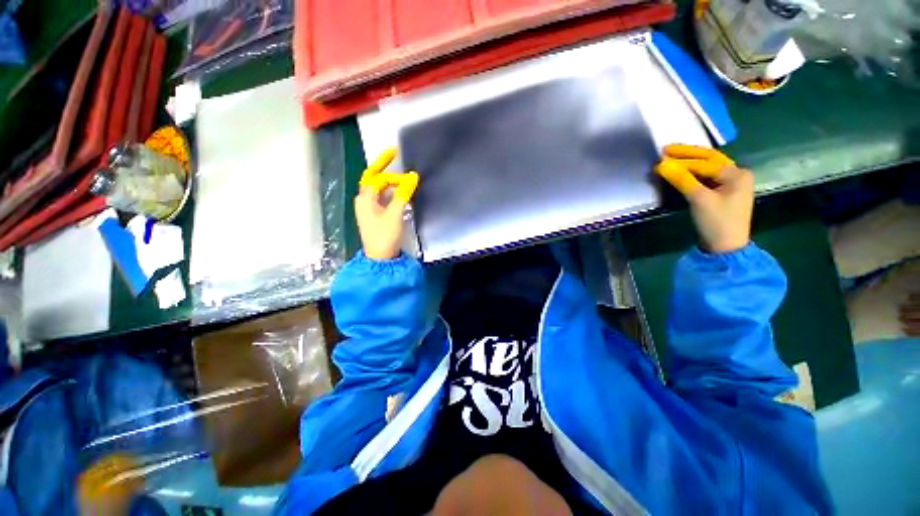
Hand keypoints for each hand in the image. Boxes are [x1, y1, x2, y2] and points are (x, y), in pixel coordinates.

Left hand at [356, 148, 419, 259]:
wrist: (380, 257)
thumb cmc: (385, 235)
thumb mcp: (395, 214)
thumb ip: (403, 194)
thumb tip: (412, 177)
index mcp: (365, 198)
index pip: (379, 178)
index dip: (392, 173)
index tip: (407, 171)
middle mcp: (364, 200)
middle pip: (373, 178)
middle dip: (383, 165)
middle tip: (394, 153)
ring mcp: (368, 208)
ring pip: (378, 188)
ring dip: (388, 180)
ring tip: (400, 173)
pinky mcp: (375, 214)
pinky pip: (382, 197)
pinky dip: (390, 192)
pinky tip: (399, 192)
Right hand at [655, 144, 753, 253]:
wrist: (725, 247)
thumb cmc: (717, 222)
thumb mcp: (699, 199)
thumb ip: (682, 179)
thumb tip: (661, 164)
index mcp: (737, 174)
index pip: (705, 162)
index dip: (682, 160)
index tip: (661, 157)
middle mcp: (736, 174)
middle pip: (709, 159)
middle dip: (687, 154)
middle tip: (665, 149)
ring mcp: (730, 184)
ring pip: (707, 167)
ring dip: (688, 162)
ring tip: (670, 157)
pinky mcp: (721, 193)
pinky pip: (705, 177)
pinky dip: (691, 173)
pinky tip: (680, 171)